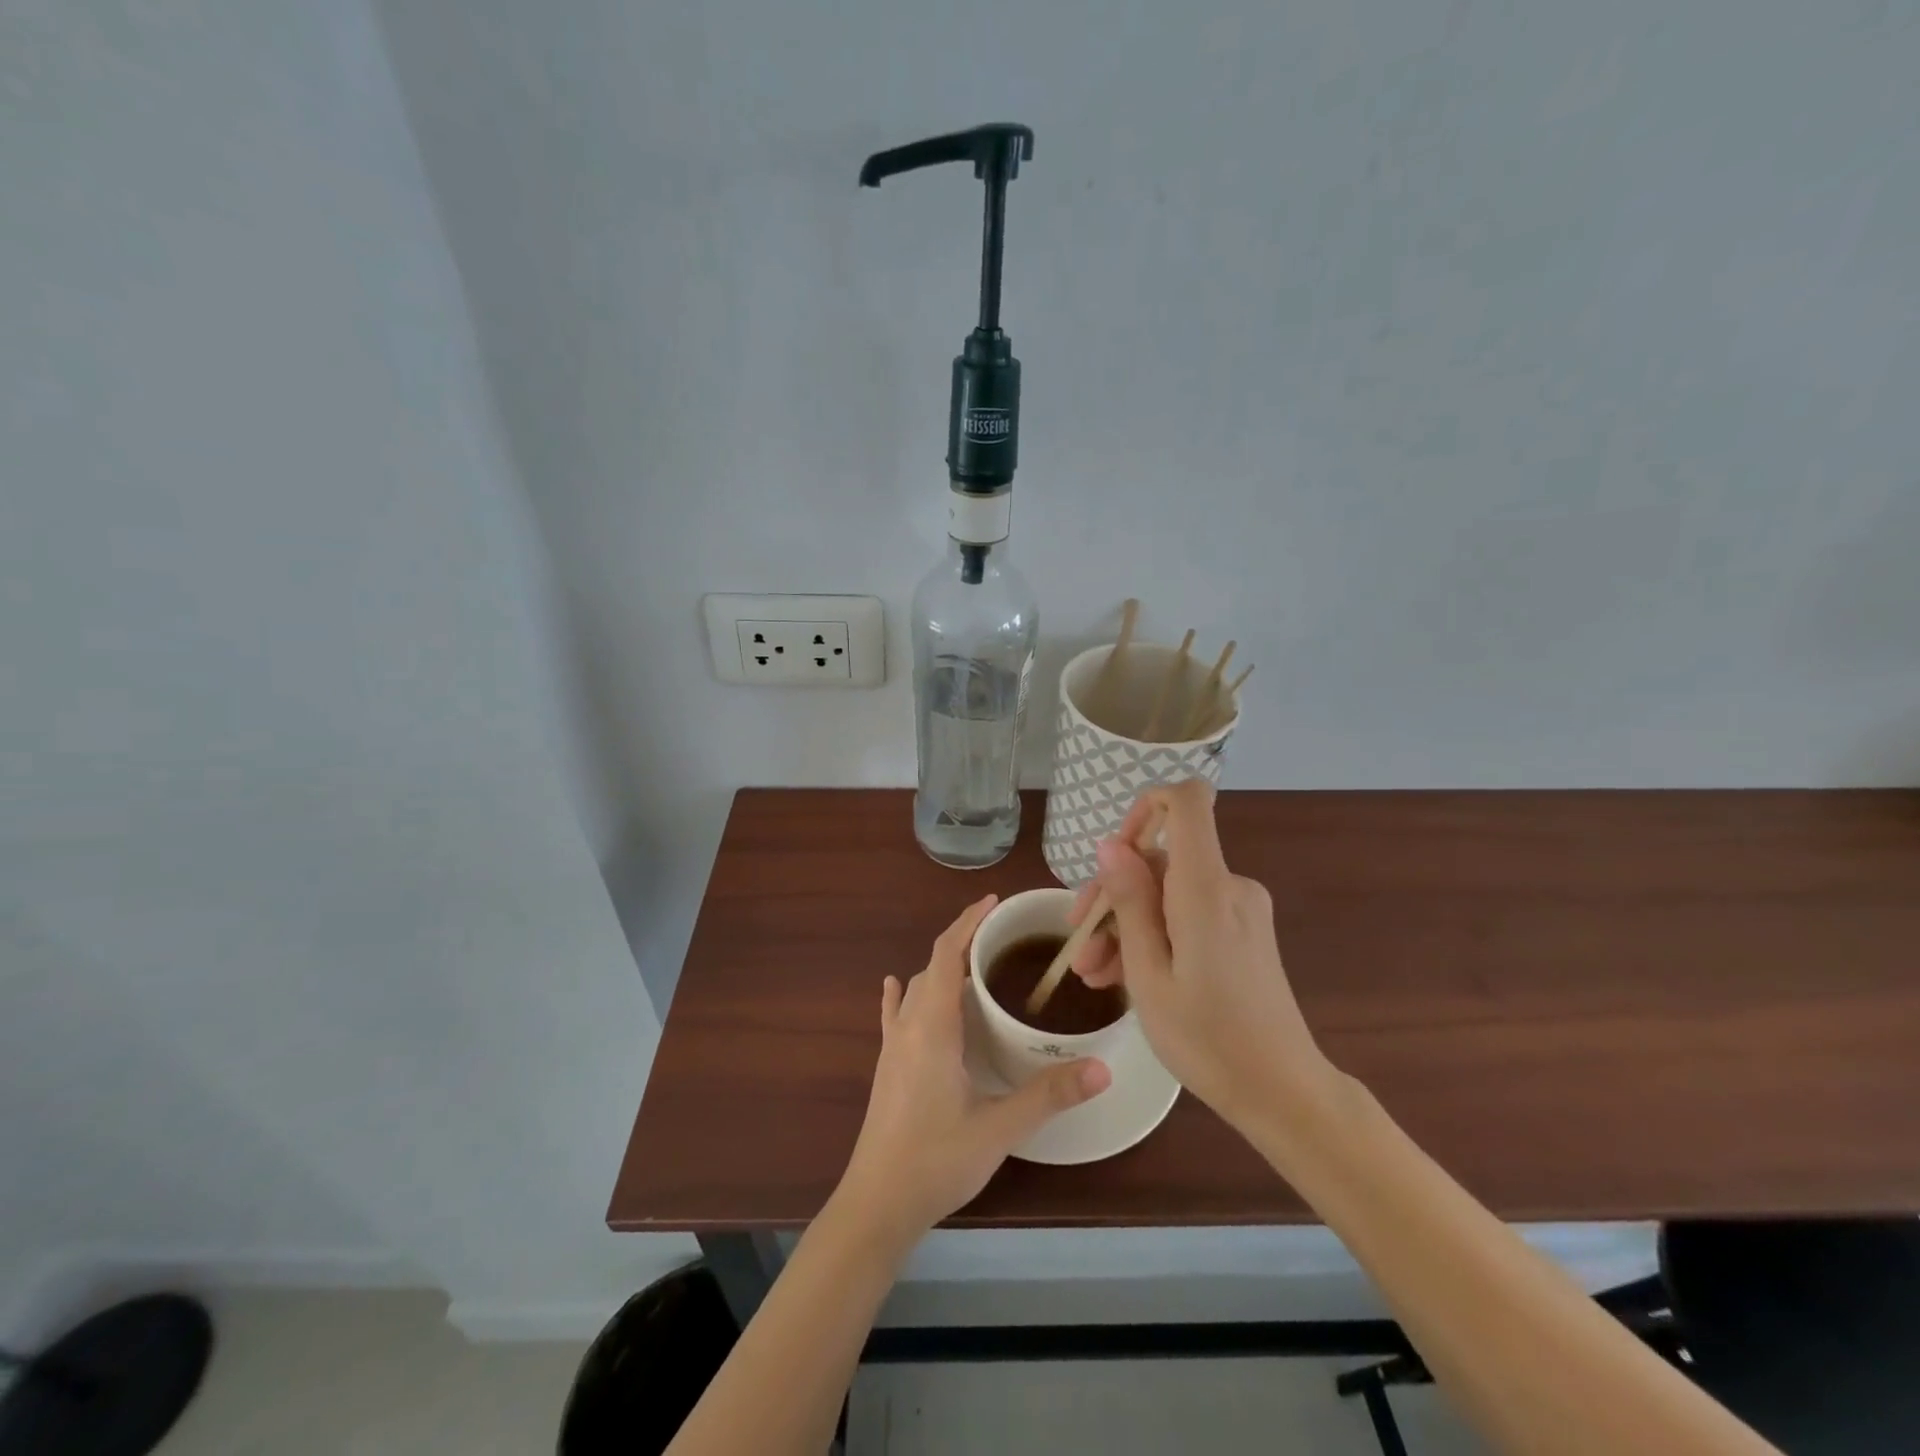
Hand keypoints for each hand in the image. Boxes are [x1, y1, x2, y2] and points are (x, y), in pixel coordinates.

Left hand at [836, 895, 1111, 1249]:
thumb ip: (1049, 1096)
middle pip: (933, 967)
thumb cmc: (936, 1160)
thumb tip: (1102, 1068)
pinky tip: (898, 988)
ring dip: (942, 970)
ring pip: (916, 989)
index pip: (947, 955)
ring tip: (975, 967)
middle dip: (962, 943)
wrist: (877, 1203)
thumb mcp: (999, 1128)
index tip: (993, 903)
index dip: (967, 922)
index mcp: (933, 1027)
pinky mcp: (887, 1066)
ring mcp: (893, 1046)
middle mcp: (909, 1026)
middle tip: (1001, 941)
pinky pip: (895, 1014)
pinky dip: (904, 994)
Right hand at [1070, 781, 1333, 1131]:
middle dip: (1114, 893)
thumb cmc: (1207, 1038)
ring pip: (1168, 893)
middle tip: (1079, 943)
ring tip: (1092, 974)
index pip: (1187, 800)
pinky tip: (1121, 976)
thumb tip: (1110, 845)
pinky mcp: (1243, 932)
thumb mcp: (1149, 973)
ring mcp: (1241, 909)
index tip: (1113, 854)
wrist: (1282, 1093)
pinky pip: (1188, 914)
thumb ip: (1130, 901)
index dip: (1144, 807)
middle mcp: (1230, 886)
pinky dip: (1155, 935)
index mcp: (1207, 888)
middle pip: (1163, 857)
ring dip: (1126, 923)